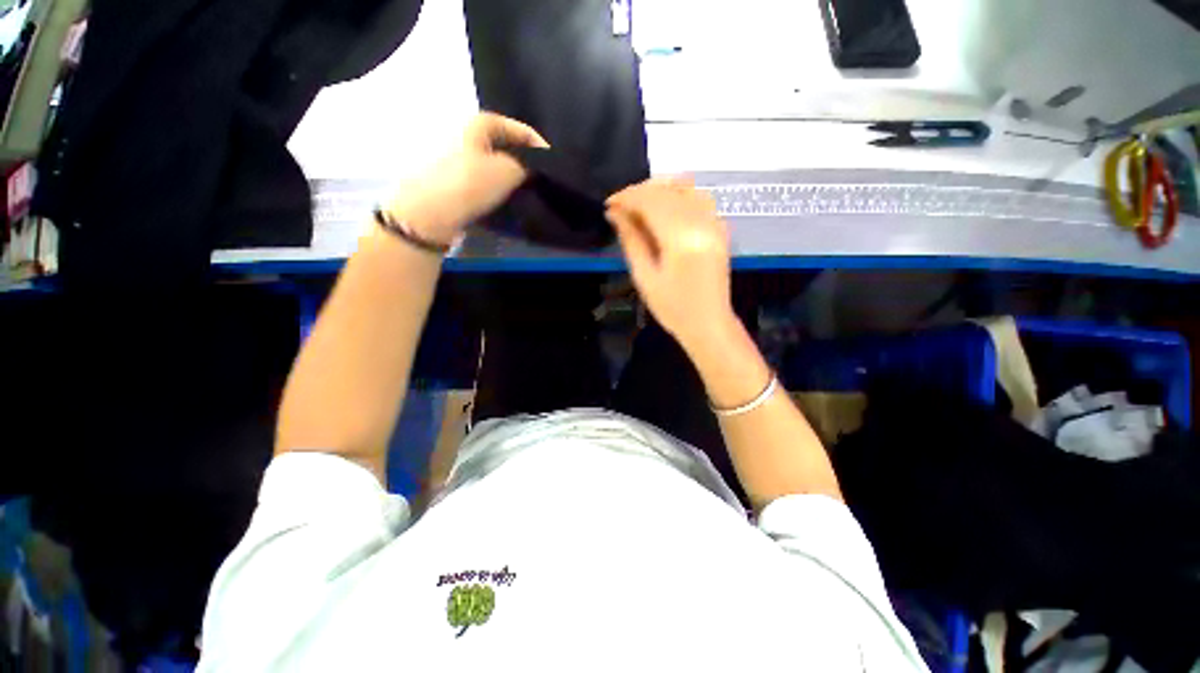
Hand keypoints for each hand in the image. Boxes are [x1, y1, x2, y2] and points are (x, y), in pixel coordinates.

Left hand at [385, 112, 548, 244]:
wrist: (429, 212)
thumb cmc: (471, 183)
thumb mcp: (508, 170)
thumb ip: (527, 164)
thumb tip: (532, 165)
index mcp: (478, 123)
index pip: (518, 128)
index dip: (538, 143)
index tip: (553, 162)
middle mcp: (465, 133)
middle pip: (504, 143)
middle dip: (523, 158)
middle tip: (540, 175)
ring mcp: (455, 156)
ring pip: (492, 161)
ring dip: (509, 172)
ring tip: (525, 187)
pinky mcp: (451, 177)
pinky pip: (482, 176)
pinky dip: (495, 183)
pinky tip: (504, 195)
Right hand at [606, 178, 737, 351]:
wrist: (709, 323)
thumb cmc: (673, 308)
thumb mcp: (645, 277)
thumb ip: (631, 240)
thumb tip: (615, 213)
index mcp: (681, 239)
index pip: (651, 201)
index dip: (626, 197)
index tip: (609, 205)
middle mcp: (701, 223)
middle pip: (667, 190)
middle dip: (639, 192)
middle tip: (620, 208)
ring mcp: (714, 223)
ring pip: (685, 187)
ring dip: (659, 190)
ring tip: (640, 206)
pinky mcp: (720, 228)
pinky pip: (699, 197)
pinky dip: (678, 195)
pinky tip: (664, 209)